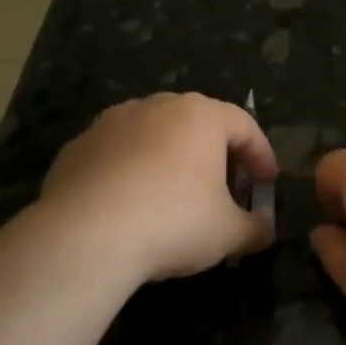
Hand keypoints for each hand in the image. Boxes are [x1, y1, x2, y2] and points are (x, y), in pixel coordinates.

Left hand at [38, 93, 276, 284]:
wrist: (82, 237)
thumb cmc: (172, 222)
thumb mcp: (229, 233)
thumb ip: (255, 228)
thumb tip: (265, 231)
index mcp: (201, 115)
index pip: (244, 126)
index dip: (262, 155)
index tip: (267, 183)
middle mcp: (157, 106)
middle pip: (199, 124)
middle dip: (217, 155)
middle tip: (226, 189)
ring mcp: (112, 122)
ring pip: (155, 135)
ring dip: (172, 160)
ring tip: (176, 196)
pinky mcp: (78, 146)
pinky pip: (119, 154)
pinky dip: (133, 173)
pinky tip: (132, 206)